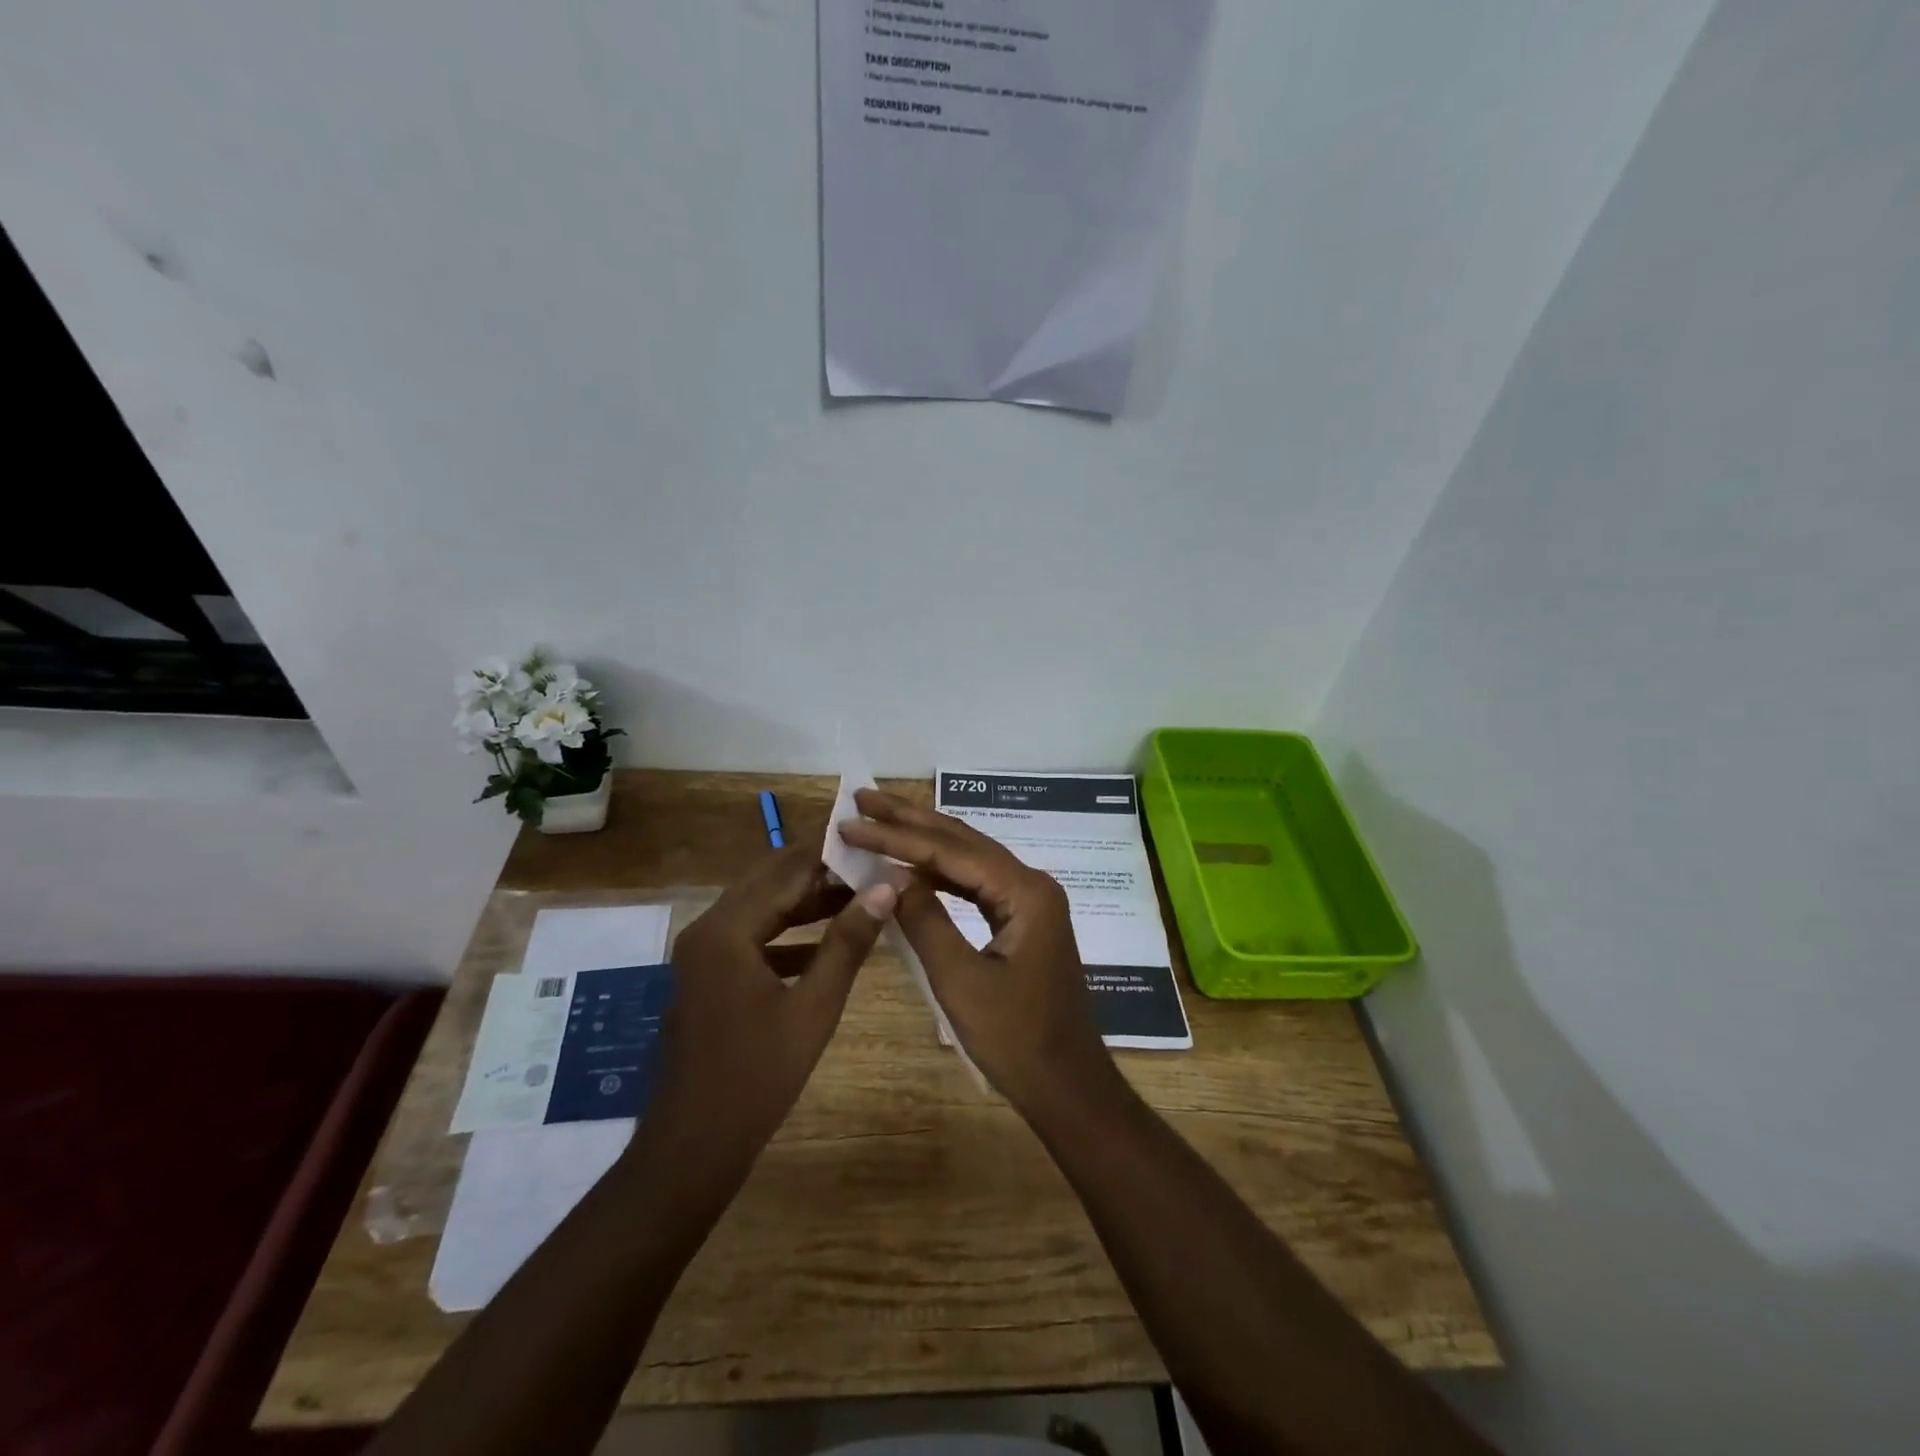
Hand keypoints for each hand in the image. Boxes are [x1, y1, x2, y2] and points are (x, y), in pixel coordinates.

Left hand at [642, 846, 896, 1181]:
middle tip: (870, 868)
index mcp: (727, 929)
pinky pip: (751, 939)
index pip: (785, 870)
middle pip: (769, 882)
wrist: (692, 1147)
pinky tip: (825, 945)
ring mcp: (703, 954)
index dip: (830, 856)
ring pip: (760, 909)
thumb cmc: (757, 1077)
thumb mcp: (814, 1007)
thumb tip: (886, 888)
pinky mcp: (707, 977)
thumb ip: (848, 942)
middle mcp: (708, 929)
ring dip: (805, 903)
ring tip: (858, 898)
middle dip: (819, 874)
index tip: (873, 846)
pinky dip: (787, 935)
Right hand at [838, 790, 1113, 1111]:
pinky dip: (939, 872)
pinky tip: (912, 866)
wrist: (1067, 1086)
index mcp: (1024, 892)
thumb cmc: (1016, 1040)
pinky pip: (975, 884)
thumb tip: (890, 876)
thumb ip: (924, 921)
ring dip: (923, 840)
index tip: (851, 822)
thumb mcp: (961, 981)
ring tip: (879, 819)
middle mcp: (1031, 883)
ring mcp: (1029, 901)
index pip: (949, 851)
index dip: (896, 835)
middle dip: (910, 818)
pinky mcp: (1022, 919)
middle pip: (962, 841)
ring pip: (968, 858)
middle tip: (863, 796)